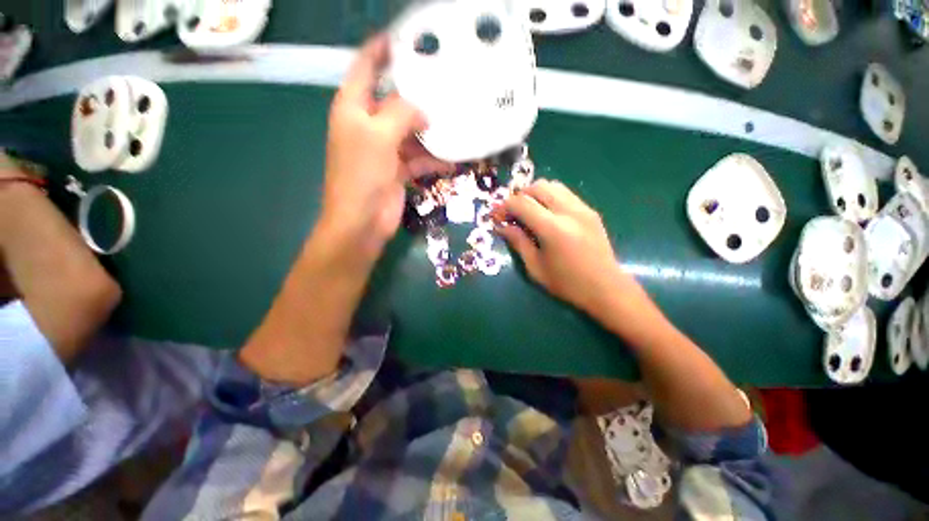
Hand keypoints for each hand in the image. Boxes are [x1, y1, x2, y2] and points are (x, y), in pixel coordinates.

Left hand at [322, 35, 448, 259]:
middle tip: (447, 83)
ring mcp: (385, 149)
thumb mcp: (378, 135)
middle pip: (395, 101)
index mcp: (354, 108)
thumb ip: (400, 113)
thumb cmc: (362, 174)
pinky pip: (419, 157)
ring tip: (458, 121)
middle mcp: (369, 125)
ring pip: (411, 131)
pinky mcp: (398, 170)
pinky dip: (434, 158)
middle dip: (418, 94)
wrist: (362, 221)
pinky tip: (453, 158)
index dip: (383, 50)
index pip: (366, 67)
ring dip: (431, 131)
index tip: (409, 40)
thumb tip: (424, 109)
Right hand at [497, 180, 633, 313]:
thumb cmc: (567, 283)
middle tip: (512, 213)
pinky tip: (546, 215)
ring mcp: (582, 208)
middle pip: (537, 187)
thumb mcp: (535, 267)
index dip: (505, 206)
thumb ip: (518, 242)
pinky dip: (550, 197)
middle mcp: (568, 211)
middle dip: (519, 196)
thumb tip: (501, 227)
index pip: (522, 203)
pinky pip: (565, 193)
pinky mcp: (590, 211)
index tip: (496, 216)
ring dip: (535, 194)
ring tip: (528, 212)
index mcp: (553, 228)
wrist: (606, 288)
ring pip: (553, 185)